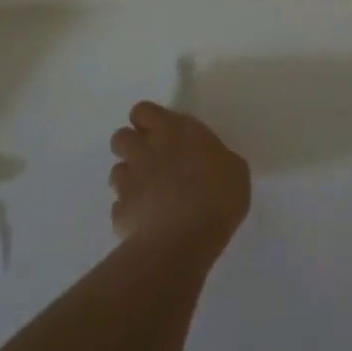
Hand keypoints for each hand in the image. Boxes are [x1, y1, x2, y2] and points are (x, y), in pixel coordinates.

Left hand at [108, 101, 251, 259]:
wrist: (185, 240)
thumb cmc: (218, 195)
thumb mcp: (234, 169)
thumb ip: (214, 158)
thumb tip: (210, 163)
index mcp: (174, 131)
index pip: (144, 111)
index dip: (149, 120)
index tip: (163, 133)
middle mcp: (145, 150)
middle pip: (121, 136)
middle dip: (132, 147)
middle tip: (153, 161)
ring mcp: (128, 181)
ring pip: (117, 171)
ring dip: (130, 179)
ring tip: (151, 195)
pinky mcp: (119, 213)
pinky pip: (120, 207)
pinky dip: (131, 212)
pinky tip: (148, 224)